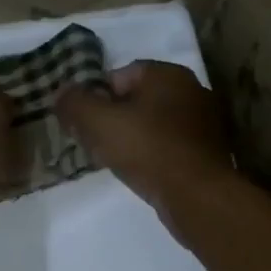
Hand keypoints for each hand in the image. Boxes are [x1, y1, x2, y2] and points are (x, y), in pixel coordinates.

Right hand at [56, 61, 237, 237]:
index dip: (95, 98)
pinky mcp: (209, 151)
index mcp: (168, 73)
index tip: (83, 123)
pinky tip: (141, 172)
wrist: (197, 196)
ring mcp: (205, 121)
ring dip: (133, 138)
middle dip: (113, 118)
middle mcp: (192, 90)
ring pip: (153, 123)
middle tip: (95, 142)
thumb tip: (61, 93)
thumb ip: (74, 103)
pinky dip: (153, 154)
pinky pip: (170, 145)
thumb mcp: (98, 123)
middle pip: (137, 99)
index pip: (119, 75)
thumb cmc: (147, 150)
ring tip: (116, 161)